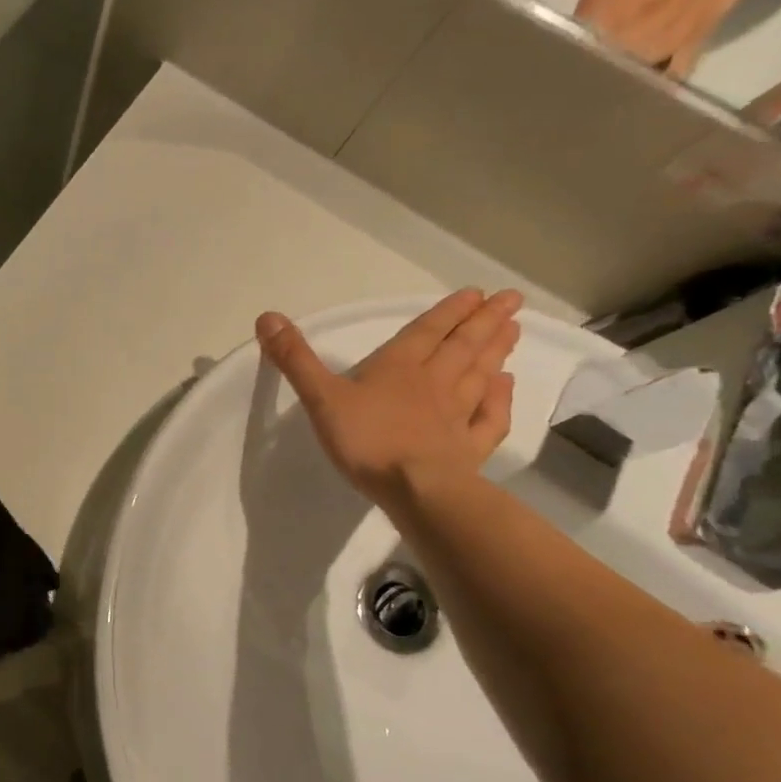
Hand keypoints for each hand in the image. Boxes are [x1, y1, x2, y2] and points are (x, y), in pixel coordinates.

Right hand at [256, 289, 521, 508]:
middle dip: (485, 322)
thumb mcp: (321, 396)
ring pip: (481, 374)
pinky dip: (501, 398)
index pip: (427, 332)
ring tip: (513, 330)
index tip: (477, 292)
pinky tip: (506, 385)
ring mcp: (457, 415)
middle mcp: (435, 383)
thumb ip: (295, 358)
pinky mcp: (469, 447)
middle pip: (463, 346)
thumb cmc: (367, 439)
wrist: (416, 489)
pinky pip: (490, 417)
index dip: (449, 311)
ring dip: (497, 351)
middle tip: (511, 300)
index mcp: (399, 367)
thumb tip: (267, 317)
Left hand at [513, 0, 779, 77]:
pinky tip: (629, 95)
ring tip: (580, 99)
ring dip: (604, 86)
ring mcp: (659, 44)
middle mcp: (626, 36)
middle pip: (589, 69)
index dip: (543, 64)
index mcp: (601, 14)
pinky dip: (648, 87)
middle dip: (570, 78)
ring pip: (622, 77)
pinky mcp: (689, 45)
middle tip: (548, 90)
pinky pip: (665, 77)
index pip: (560, 50)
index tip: (525, 73)